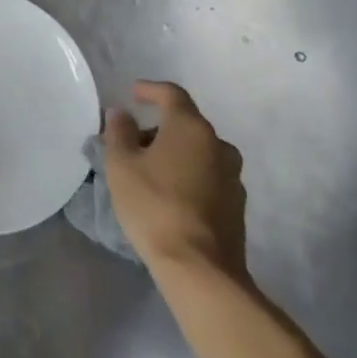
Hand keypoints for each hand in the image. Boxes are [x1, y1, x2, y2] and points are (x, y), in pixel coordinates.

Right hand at [102, 80, 247, 282]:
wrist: (200, 268)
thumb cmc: (154, 206)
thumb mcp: (121, 165)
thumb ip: (119, 132)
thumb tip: (122, 114)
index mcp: (191, 128)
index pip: (172, 94)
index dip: (150, 90)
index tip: (133, 94)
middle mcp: (218, 145)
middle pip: (185, 124)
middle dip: (158, 128)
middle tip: (131, 143)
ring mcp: (233, 176)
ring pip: (198, 151)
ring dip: (174, 153)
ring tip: (148, 171)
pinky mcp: (237, 205)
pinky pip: (208, 176)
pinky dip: (188, 174)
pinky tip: (170, 194)